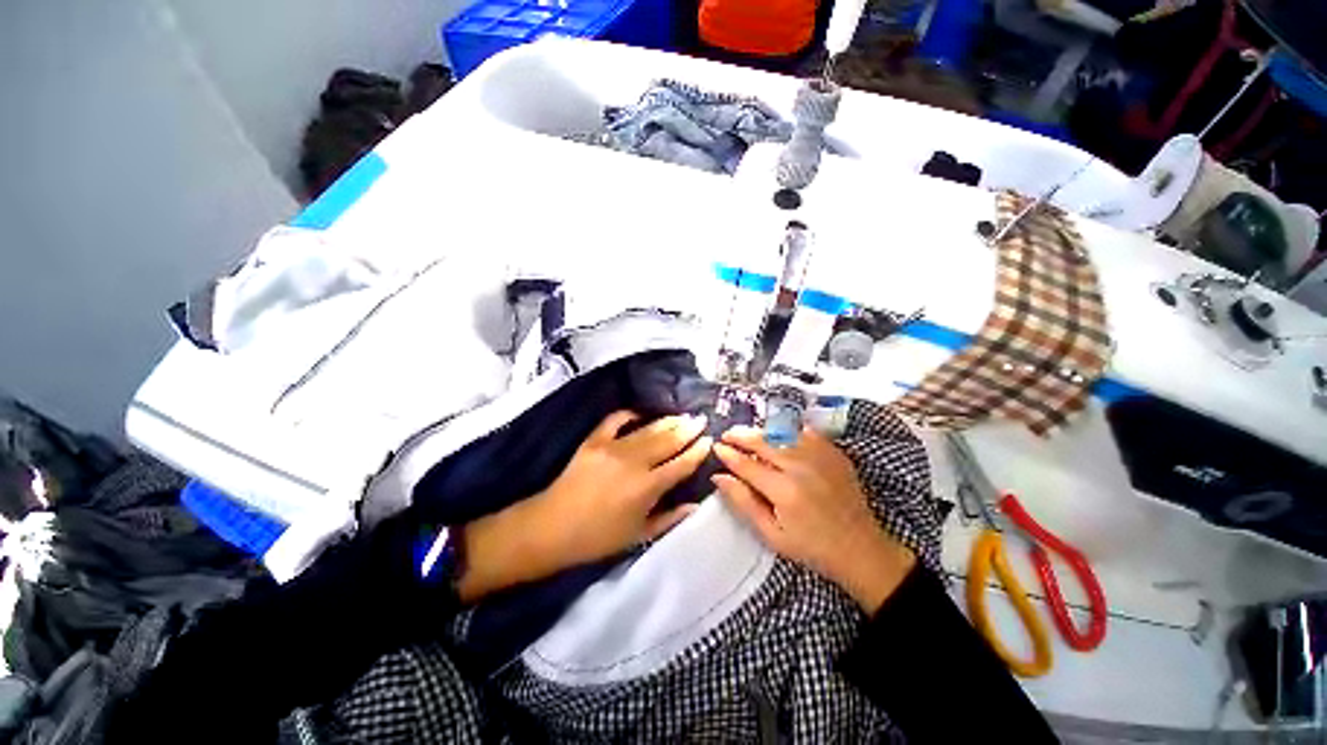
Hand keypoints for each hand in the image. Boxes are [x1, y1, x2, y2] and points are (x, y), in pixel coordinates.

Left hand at [458, 411, 710, 600]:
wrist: (552, 527)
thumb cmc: (598, 538)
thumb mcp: (639, 535)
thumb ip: (670, 518)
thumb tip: (695, 505)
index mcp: (647, 487)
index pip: (681, 464)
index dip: (697, 451)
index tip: (708, 440)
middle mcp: (634, 462)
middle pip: (668, 440)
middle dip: (687, 429)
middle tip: (701, 420)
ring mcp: (612, 447)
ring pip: (648, 429)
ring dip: (667, 421)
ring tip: (682, 415)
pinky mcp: (594, 440)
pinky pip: (616, 420)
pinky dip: (630, 414)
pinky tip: (641, 412)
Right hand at [713, 426, 915, 613]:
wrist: (861, 548)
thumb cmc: (812, 547)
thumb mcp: (771, 535)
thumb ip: (744, 503)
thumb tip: (719, 477)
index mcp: (784, 491)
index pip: (746, 464)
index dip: (728, 454)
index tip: (716, 447)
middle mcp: (801, 467)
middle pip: (762, 441)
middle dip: (740, 435)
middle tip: (727, 435)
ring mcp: (820, 456)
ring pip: (781, 432)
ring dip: (761, 431)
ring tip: (747, 434)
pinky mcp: (833, 452)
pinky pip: (804, 431)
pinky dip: (787, 430)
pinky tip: (778, 435)